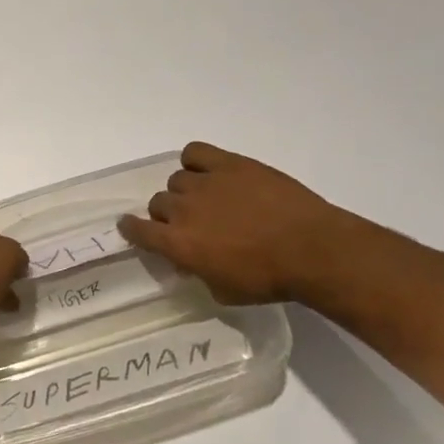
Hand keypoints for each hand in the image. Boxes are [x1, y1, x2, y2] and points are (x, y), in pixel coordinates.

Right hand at [118, 142, 353, 304]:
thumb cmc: (269, 279)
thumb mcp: (225, 291)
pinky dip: (195, 161)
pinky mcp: (228, 164)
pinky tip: (208, 172)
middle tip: (191, 223)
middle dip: (168, 215)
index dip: (132, 229)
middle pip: (158, 203)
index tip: (131, 227)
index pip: (138, 230)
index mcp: (178, 244)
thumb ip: (199, 273)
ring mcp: (205, 183)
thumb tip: (190, 262)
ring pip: (176, 179)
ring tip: (207, 199)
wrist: (312, 250)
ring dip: (185, 191)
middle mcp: (183, 210)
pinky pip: (194, 152)